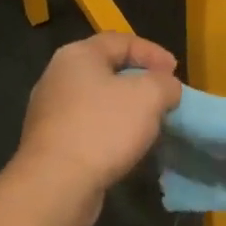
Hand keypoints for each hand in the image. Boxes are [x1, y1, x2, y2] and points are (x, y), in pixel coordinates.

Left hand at [15, 33, 181, 225]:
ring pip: (97, 100)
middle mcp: (57, 77)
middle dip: (139, 80)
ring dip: (125, 108)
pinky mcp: (50, 142)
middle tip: (164, 95)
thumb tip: (166, 87)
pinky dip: (110, 130)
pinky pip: (87, 126)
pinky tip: (126, 145)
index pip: (121, 40)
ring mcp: (49, 111)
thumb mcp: (149, 96)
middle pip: (107, 69)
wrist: (56, 184)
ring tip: (150, 122)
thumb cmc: (103, 128)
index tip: (176, 72)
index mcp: (77, 55)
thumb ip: (165, 83)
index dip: (153, 52)